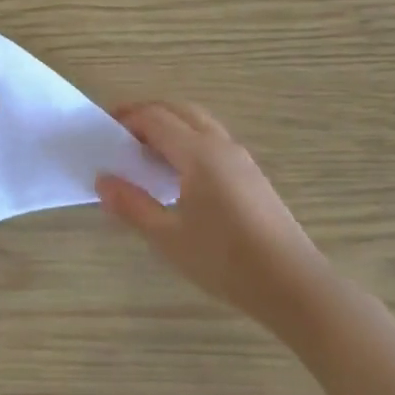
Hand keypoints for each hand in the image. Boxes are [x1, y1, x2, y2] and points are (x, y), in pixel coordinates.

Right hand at [97, 101, 324, 330]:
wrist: (292, 284)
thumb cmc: (225, 260)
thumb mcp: (169, 238)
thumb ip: (133, 205)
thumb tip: (103, 180)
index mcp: (198, 154)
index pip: (155, 118)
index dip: (127, 118)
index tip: (103, 130)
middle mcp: (220, 145)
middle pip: (179, 111)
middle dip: (148, 114)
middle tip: (121, 134)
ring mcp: (240, 158)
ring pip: (199, 123)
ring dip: (170, 126)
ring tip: (145, 153)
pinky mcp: (252, 175)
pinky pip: (213, 140)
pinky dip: (188, 140)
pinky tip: (178, 174)